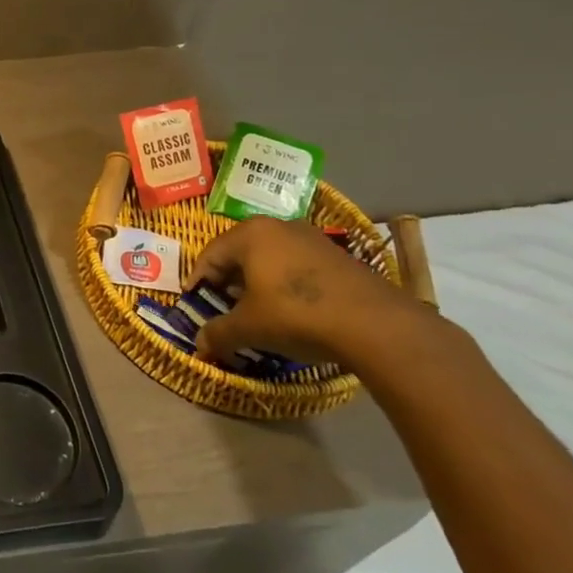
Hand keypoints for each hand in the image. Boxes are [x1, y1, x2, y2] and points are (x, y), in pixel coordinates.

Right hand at [182, 216, 424, 370]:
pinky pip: (297, 265)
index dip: (198, 280)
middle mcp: (278, 227)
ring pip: (270, 257)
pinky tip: (292, 310)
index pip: (210, 254)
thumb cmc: (296, 315)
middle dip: (228, 280)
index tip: (195, 302)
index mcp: (250, 234)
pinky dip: (285, 284)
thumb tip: (199, 346)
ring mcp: (313, 238)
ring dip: (257, 281)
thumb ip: (219, 333)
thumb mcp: (250, 328)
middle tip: (224, 305)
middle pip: (240, 252)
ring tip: (257, 309)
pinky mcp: (338, 256)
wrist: (376, 325)